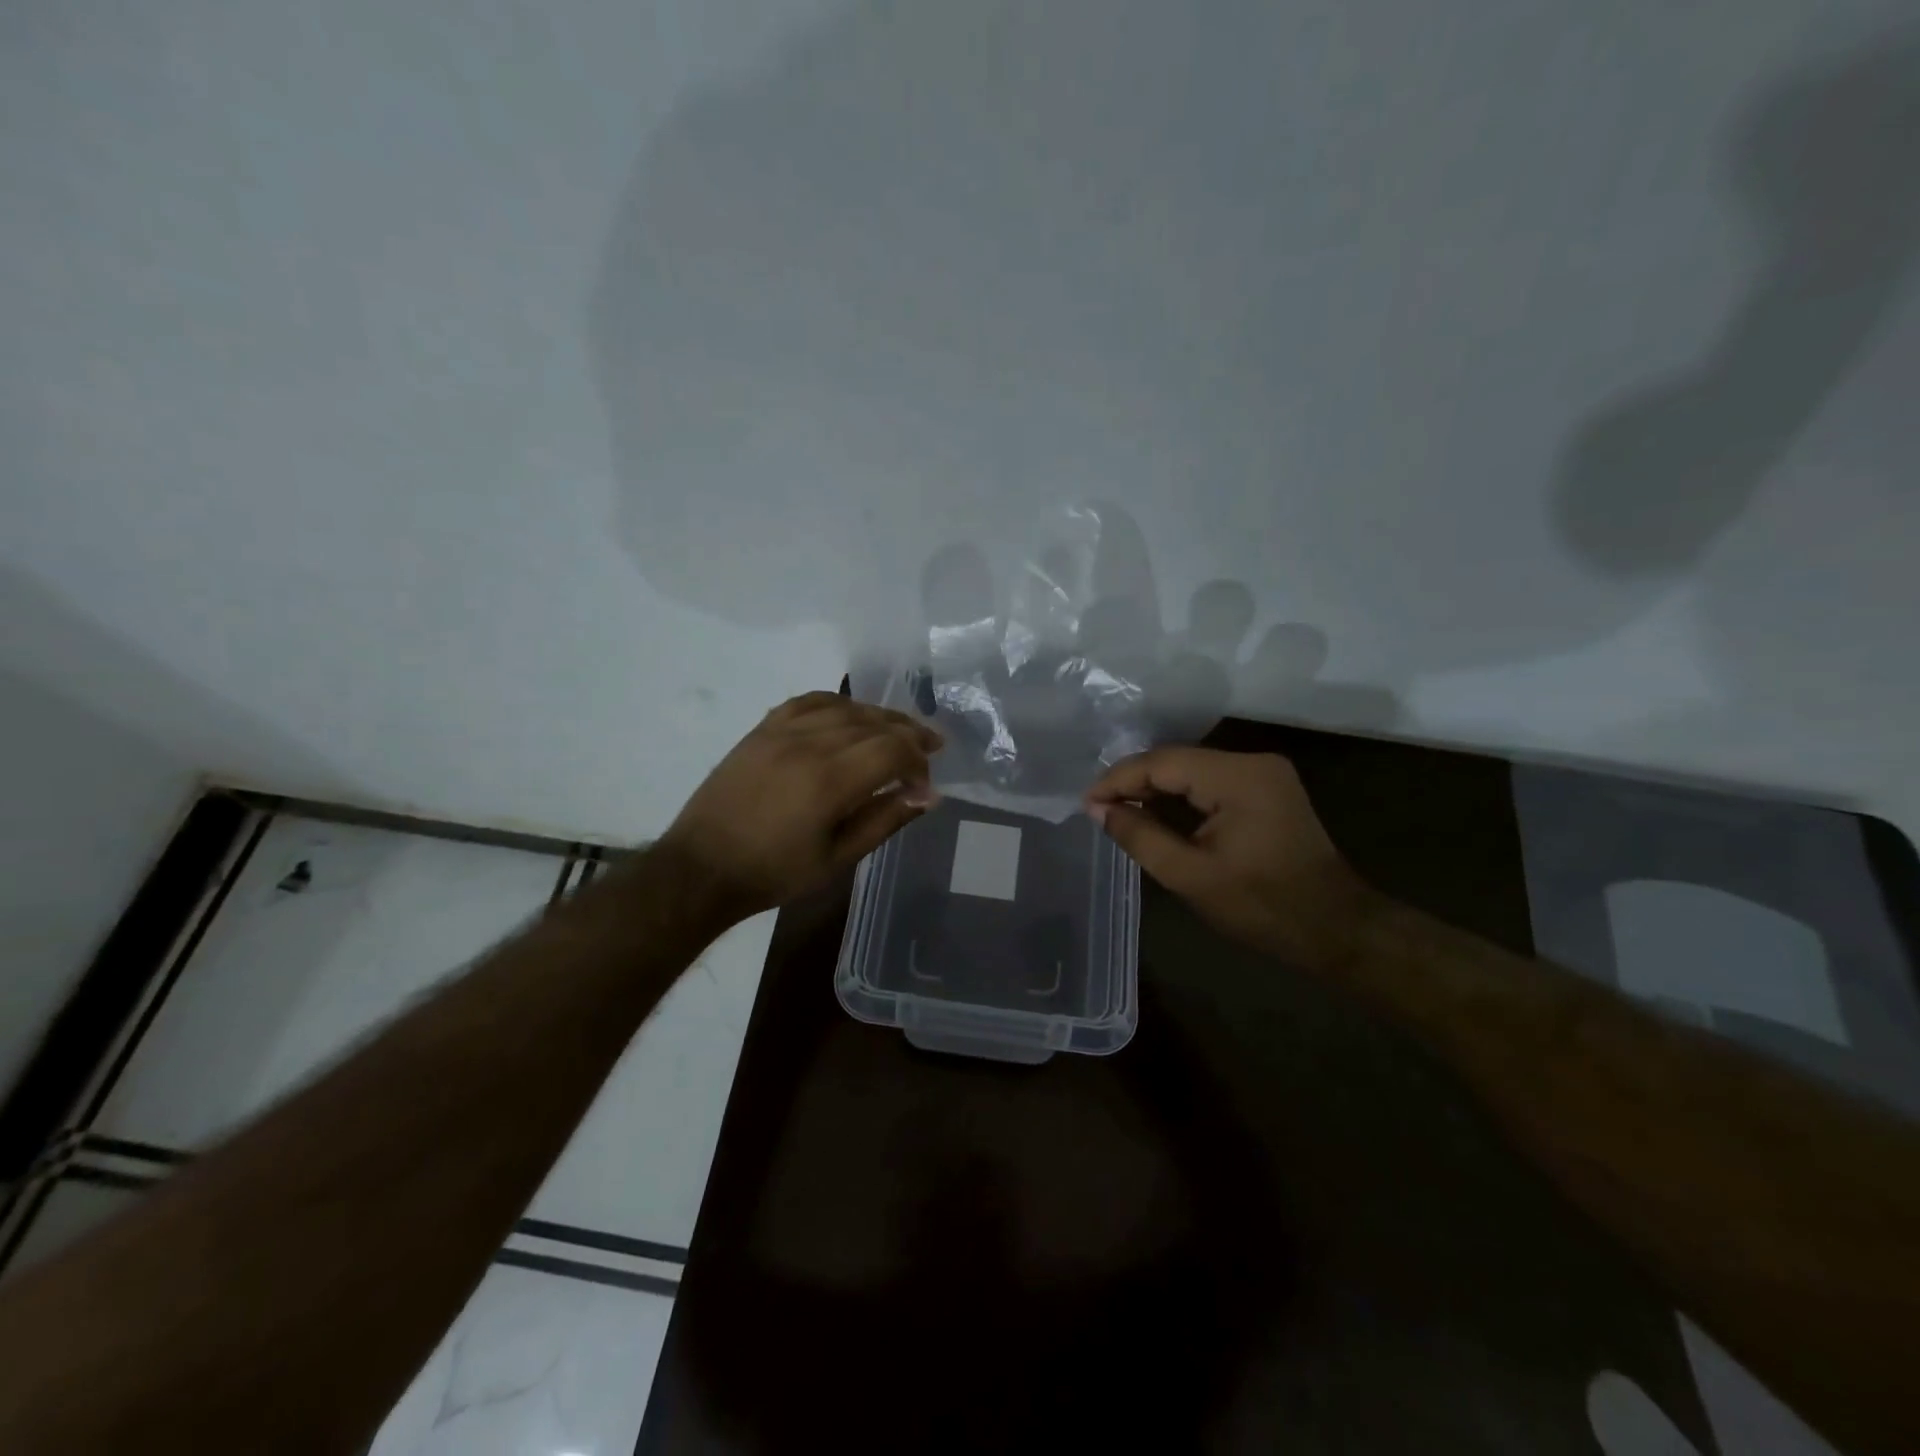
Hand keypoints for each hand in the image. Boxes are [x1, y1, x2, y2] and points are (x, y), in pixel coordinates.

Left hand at [658, 692, 943, 921]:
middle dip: (909, 733)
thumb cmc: (774, 873)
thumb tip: (927, 796)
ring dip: (879, 715)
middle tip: (933, 745)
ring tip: (899, 728)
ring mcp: (781, 732)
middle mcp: (808, 744)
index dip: (918, 761)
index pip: (892, 749)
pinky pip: (808, 702)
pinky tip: (850, 714)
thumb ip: (884, 820)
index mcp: (829, 780)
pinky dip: (837, 704)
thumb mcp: (837, 858)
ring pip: (845, 708)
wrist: (702, 868)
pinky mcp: (761, 730)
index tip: (924, 785)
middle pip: (873, 722)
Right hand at [1085, 748, 1377, 970]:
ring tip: (1117, 809)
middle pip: (1177, 760)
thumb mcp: (1190, 876)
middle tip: (1097, 807)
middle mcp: (1253, 761)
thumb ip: (1140, 837)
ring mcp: (1264, 772)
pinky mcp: (1267, 787)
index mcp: (1239, 777)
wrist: (1336, 928)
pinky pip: (1210, 781)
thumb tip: (1099, 809)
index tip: (1086, 803)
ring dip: (1155, 787)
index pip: (1163, 762)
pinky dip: (1180, 795)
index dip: (1119, 779)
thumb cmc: (1262, 907)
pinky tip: (1154, 810)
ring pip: (1191, 769)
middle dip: (1134, 781)